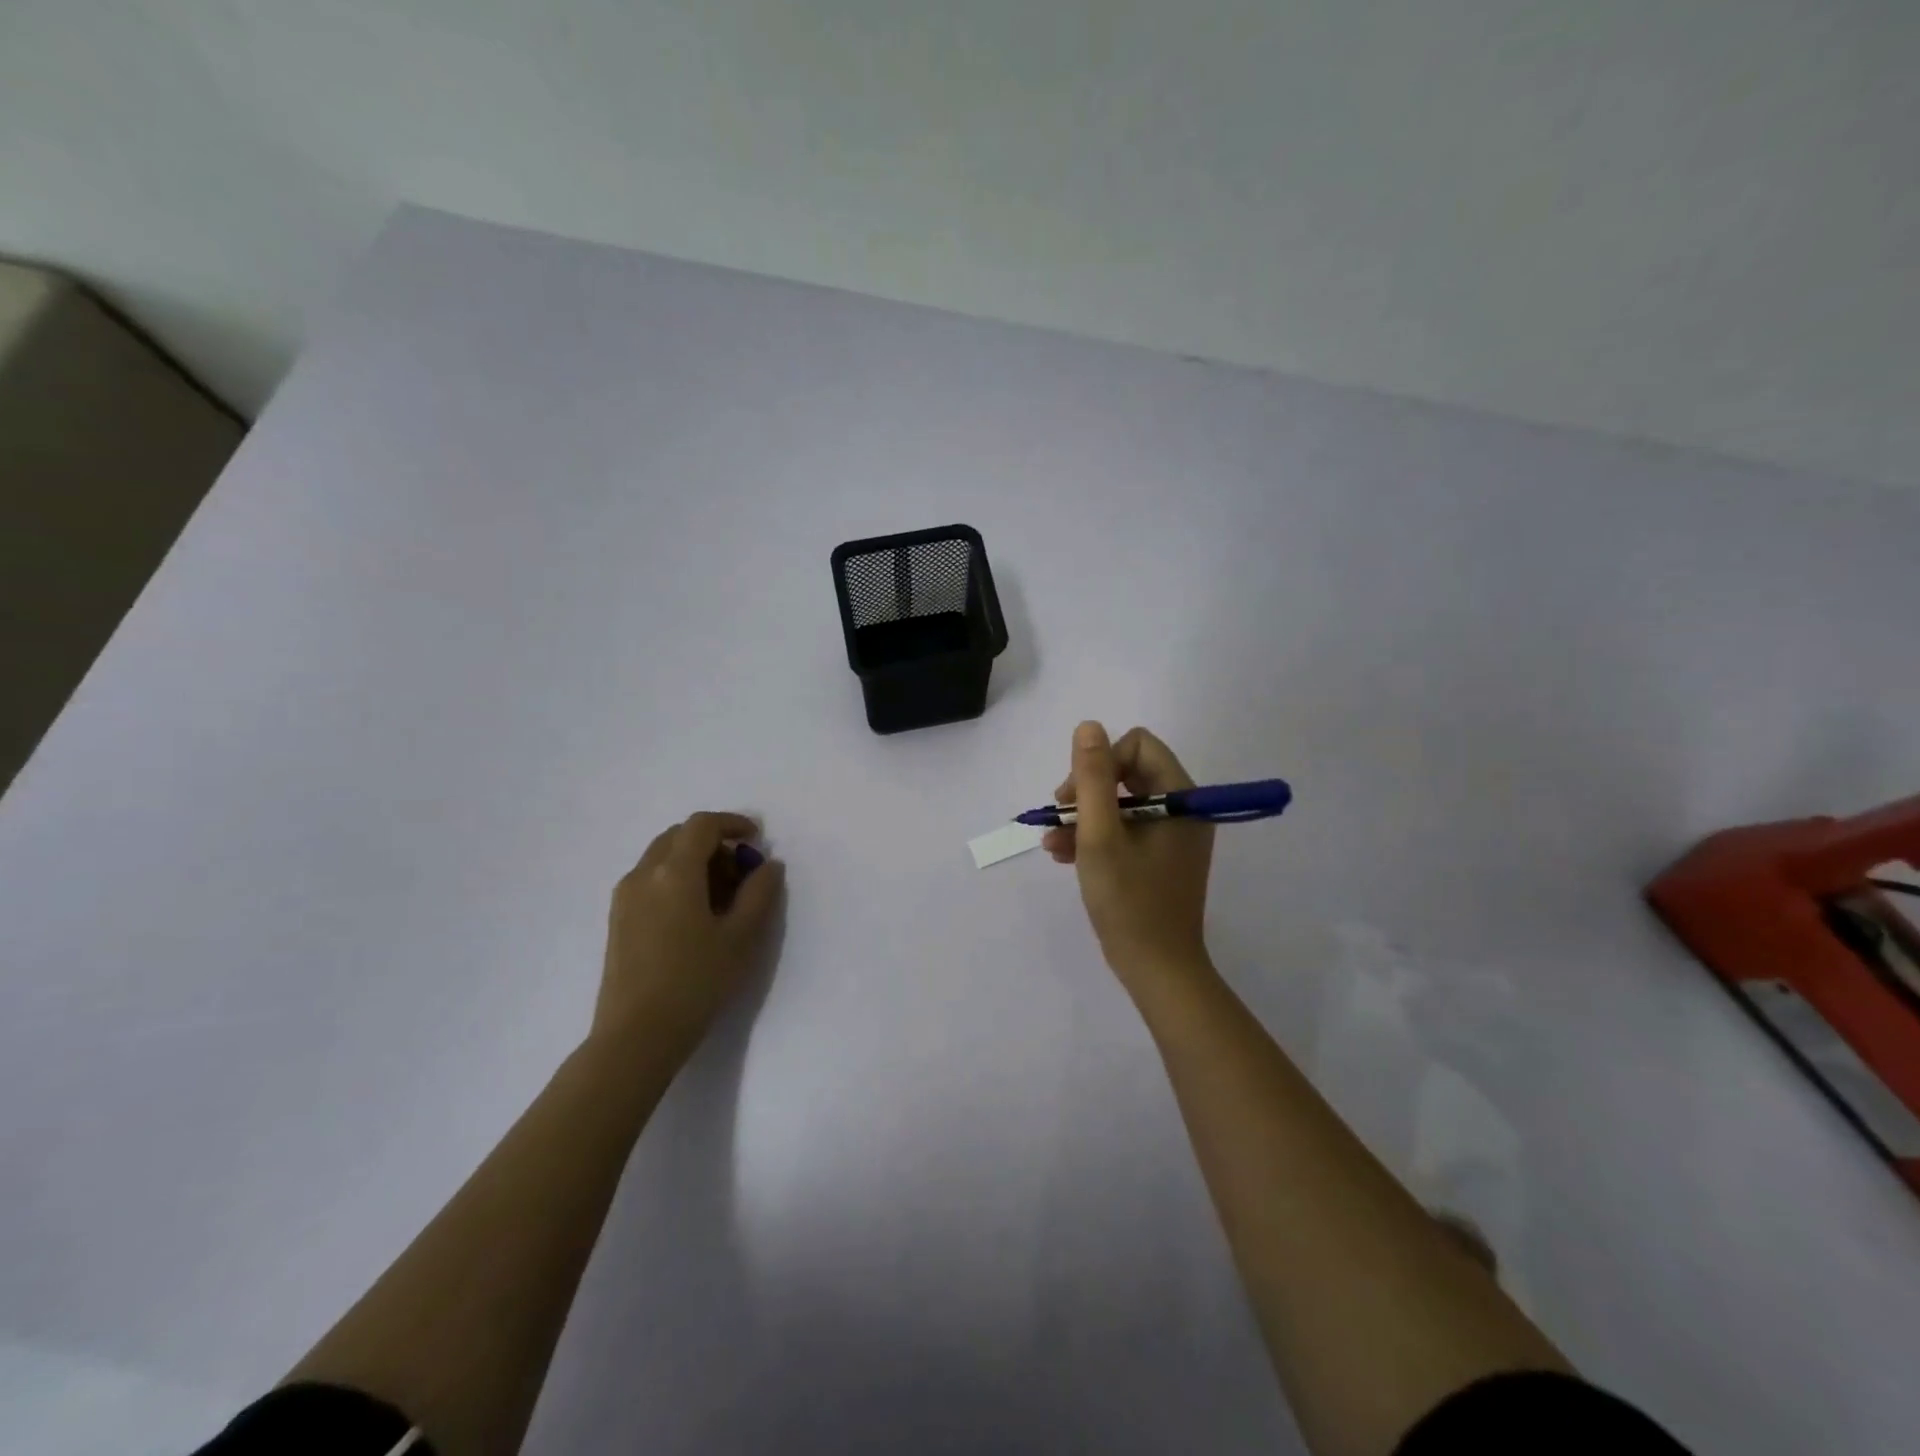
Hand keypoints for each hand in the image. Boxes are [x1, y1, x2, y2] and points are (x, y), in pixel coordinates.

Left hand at [593, 811, 784, 1059]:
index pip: (702, 825)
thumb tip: (769, 864)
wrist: (636, 1035)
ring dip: (694, 861)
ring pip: (662, 857)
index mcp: (674, 872)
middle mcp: (643, 874)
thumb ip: (760, 892)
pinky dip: (676, 879)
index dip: (733, 823)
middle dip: (714, 843)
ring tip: (722, 897)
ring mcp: (625, 897)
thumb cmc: (696, 982)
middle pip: (679, 836)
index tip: (756, 839)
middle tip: (742, 872)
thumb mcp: (741, 937)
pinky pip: (650, 879)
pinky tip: (695, 914)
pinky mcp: (618, 919)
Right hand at [1045, 722, 1214, 988]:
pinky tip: (1064, 854)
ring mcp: (1173, 836)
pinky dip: (1096, 837)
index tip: (1075, 795)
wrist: (1157, 970)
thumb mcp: (1100, 835)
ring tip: (1053, 842)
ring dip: (1085, 816)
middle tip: (1060, 815)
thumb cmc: (1129, 901)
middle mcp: (1183, 810)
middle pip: (1129, 773)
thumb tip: (1088, 726)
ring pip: (1122, 803)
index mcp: (1182, 798)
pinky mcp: (1161, 858)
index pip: (1138, 746)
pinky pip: (1126, 830)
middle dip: (1088, 791)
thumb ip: (1092, 778)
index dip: (1101, 762)